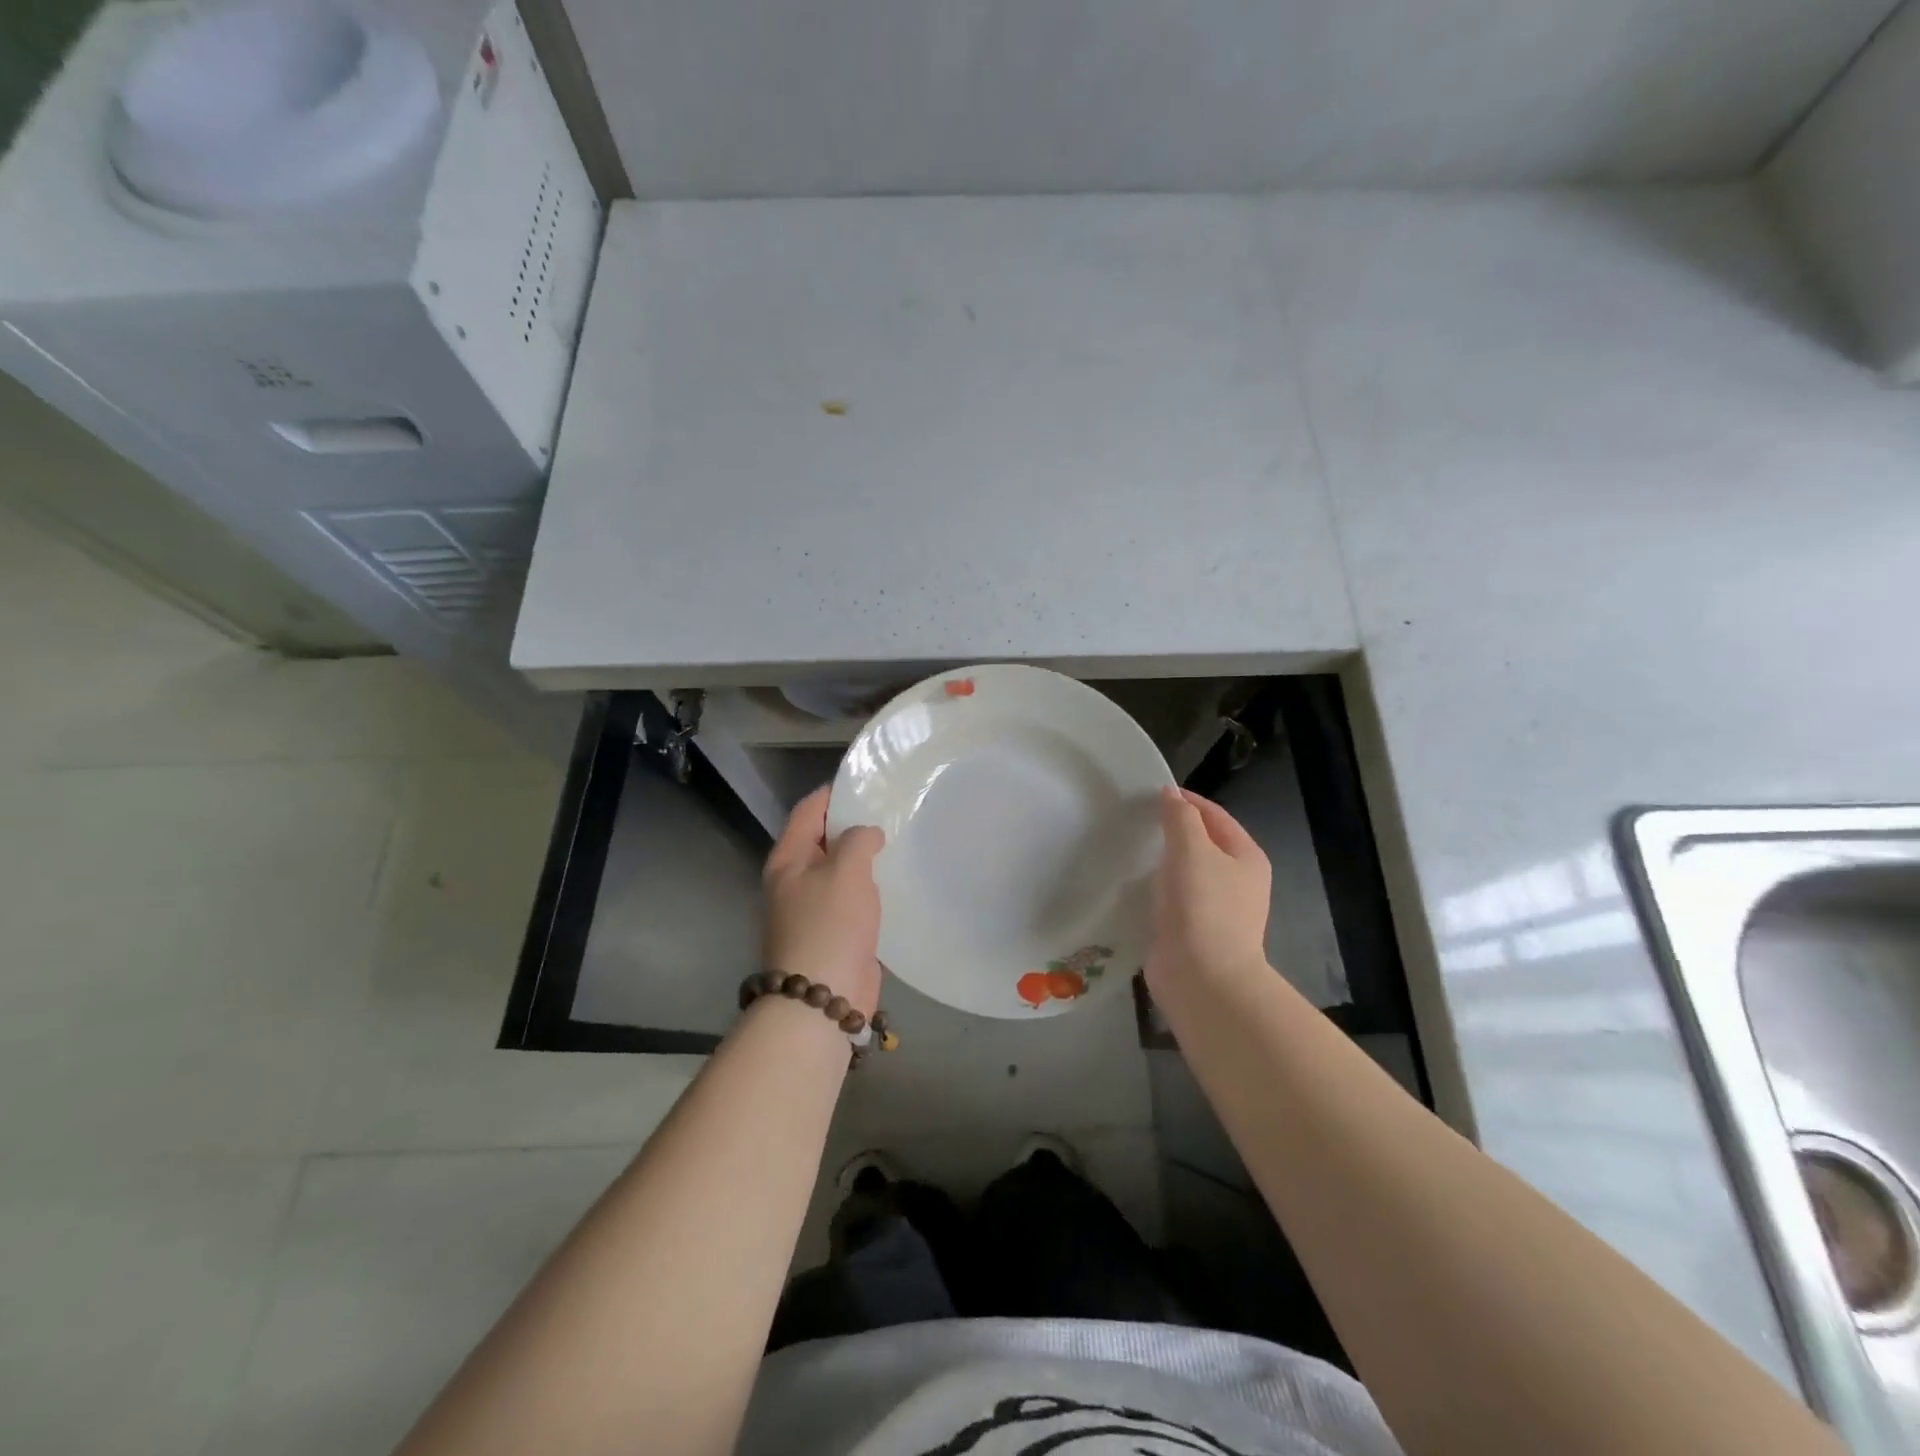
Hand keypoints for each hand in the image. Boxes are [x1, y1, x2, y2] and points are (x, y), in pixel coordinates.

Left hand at [762, 786, 884, 1016]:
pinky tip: (896, 880)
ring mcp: (814, 907)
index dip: (834, 793)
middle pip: (824, 839)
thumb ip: (858, 840)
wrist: (824, 997)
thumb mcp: (845, 870)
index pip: (809, 810)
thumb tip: (867, 835)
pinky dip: (871, 886)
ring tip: (899, 839)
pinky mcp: (835, 932)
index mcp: (788, 859)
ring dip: (865, 857)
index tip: (868, 783)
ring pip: (841, 870)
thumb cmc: (830, 925)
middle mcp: (796, 879)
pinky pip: (853, 898)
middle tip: (891, 810)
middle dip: (854, 824)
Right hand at [1146, 787, 1271, 998]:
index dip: (1186, 801)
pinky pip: (1173, 899)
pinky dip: (1156, 888)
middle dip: (1172, 830)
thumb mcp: (1192, 850)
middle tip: (1136, 820)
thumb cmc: (1202, 907)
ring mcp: (1216, 909)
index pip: (1215, 815)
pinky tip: (1134, 885)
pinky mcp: (1193, 931)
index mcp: (1247, 857)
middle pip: (1202, 843)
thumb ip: (1180, 818)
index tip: (1151, 793)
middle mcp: (1237, 881)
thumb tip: (1171, 795)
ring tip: (1131, 848)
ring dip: (1162, 861)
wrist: (1202, 979)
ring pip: (1186, 872)